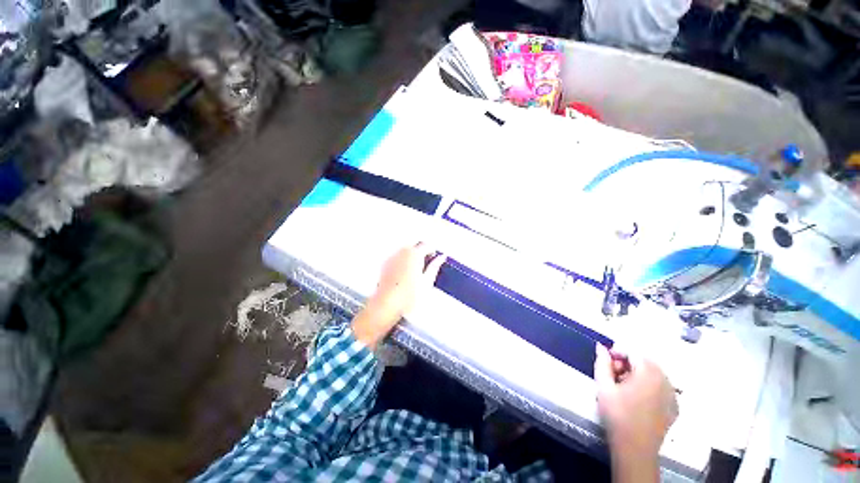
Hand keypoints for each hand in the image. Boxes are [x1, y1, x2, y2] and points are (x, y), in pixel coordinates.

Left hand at [352, 244, 445, 348]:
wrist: (387, 305)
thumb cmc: (407, 296)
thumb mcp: (427, 281)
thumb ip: (435, 266)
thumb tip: (441, 258)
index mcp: (415, 254)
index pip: (427, 245)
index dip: (433, 251)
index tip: (435, 257)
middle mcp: (402, 252)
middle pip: (415, 245)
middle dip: (422, 252)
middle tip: (427, 263)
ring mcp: (392, 257)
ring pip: (405, 250)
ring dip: (412, 255)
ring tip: (416, 270)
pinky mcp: (385, 264)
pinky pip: (397, 257)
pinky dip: (402, 260)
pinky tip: (404, 273)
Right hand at [594, 345, 677, 481]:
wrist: (634, 448)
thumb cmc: (617, 414)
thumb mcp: (603, 386)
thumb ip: (602, 363)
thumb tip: (601, 347)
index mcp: (648, 373)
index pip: (633, 352)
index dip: (617, 351)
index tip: (605, 360)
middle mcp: (665, 381)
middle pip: (645, 361)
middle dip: (628, 363)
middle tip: (613, 374)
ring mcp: (672, 395)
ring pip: (654, 374)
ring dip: (638, 374)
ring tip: (623, 386)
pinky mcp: (674, 408)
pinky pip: (661, 388)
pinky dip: (649, 386)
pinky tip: (637, 397)